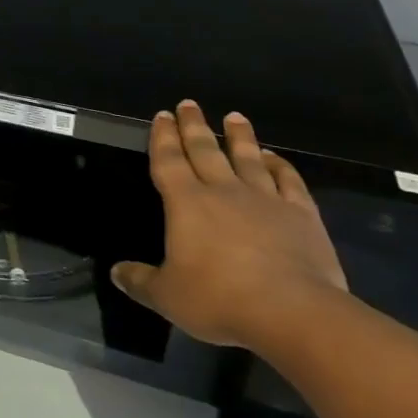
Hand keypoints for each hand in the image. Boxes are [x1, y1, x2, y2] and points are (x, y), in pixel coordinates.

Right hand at [112, 101, 346, 349]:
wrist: (293, 312)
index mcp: (186, 203)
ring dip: (239, 136)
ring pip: (248, 158)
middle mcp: (223, 191)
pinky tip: (275, 158)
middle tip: (189, 104)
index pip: (168, 160)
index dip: (162, 137)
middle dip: (193, 126)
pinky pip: (289, 181)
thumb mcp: (167, 296)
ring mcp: (265, 199)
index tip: (162, 115)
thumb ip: (140, 281)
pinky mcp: (301, 215)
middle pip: (205, 150)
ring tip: (234, 117)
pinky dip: (281, 166)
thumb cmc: (220, 299)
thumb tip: (116, 272)